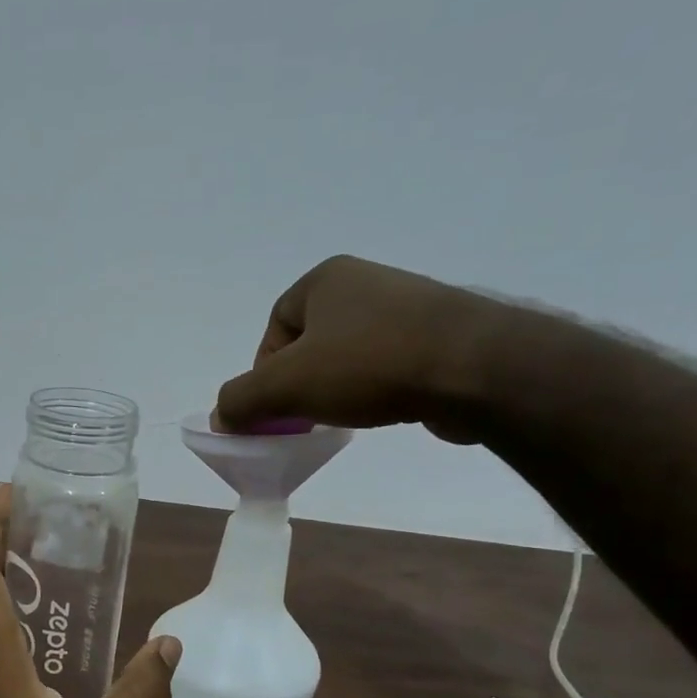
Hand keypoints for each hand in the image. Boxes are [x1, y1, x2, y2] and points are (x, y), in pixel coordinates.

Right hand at [213, 255, 510, 442]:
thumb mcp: (286, 386)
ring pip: (350, 354)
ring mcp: (409, 306)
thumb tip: (220, 417)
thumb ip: (241, 400)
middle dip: (300, 382)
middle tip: (303, 418)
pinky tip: (383, 410)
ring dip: (337, 388)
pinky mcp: (441, 334)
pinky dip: (375, 389)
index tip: (274, 408)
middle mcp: (366, 283)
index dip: (264, 371)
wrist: (476, 367)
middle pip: (311, 341)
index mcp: (326, 279)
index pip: (275, 326)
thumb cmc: (369, 364)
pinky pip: (388, 364)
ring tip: (344, 417)